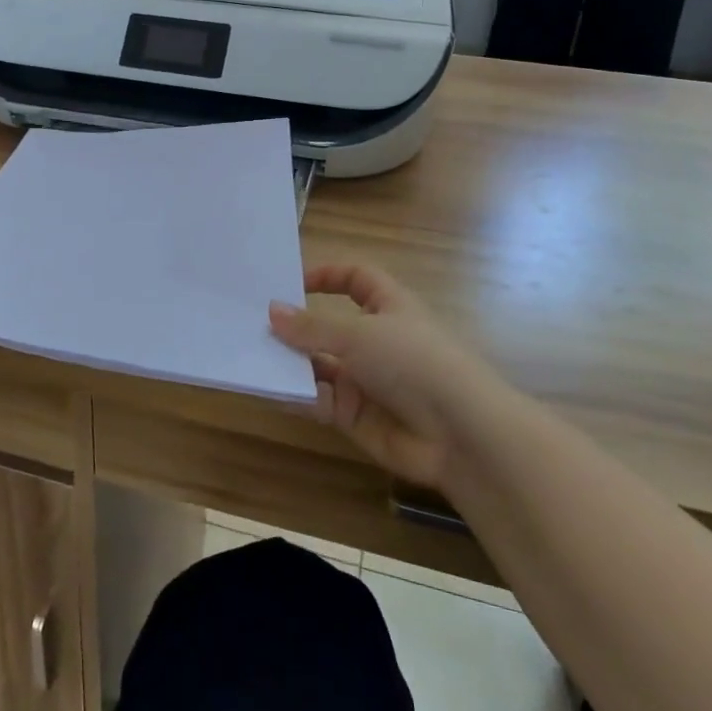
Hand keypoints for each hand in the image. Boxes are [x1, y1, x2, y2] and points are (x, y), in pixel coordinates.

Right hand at [269, 264, 493, 488]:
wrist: (460, 435)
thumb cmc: (414, 362)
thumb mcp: (359, 334)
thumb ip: (312, 326)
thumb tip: (272, 310)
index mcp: (389, 306)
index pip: (356, 279)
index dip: (327, 275)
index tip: (290, 281)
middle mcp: (376, 340)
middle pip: (328, 326)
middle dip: (295, 326)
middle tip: (251, 322)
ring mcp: (366, 380)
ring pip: (318, 365)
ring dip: (290, 361)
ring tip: (251, 355)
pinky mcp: (356, 416)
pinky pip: (319, 400)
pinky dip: (298, 395)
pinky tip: (271, 389)